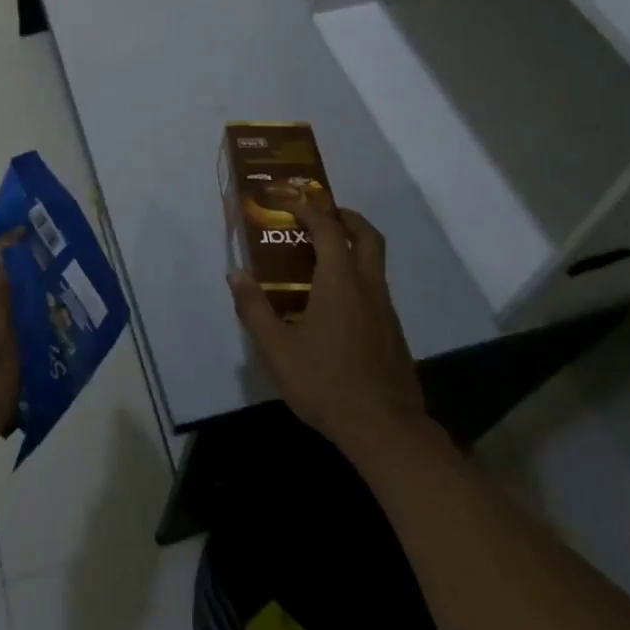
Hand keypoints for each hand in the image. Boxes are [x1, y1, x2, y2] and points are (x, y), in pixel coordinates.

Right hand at [227, 195, 428, 461]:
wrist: (386, 429)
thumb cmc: (326, 383)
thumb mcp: (278, 349)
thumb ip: (255, 309)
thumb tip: (236, 274)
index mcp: (340, 282)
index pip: (328, 228)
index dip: (309, 208)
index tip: (289, 200)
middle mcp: (368, 286)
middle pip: (367, 235)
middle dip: (345, 217)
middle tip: (320, 214)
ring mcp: (385, 310)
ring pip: (374, 262)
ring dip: (353, 246)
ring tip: (321, 257)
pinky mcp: (393, 332)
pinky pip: (375, 288)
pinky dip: (357, 276)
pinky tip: (335, 303)